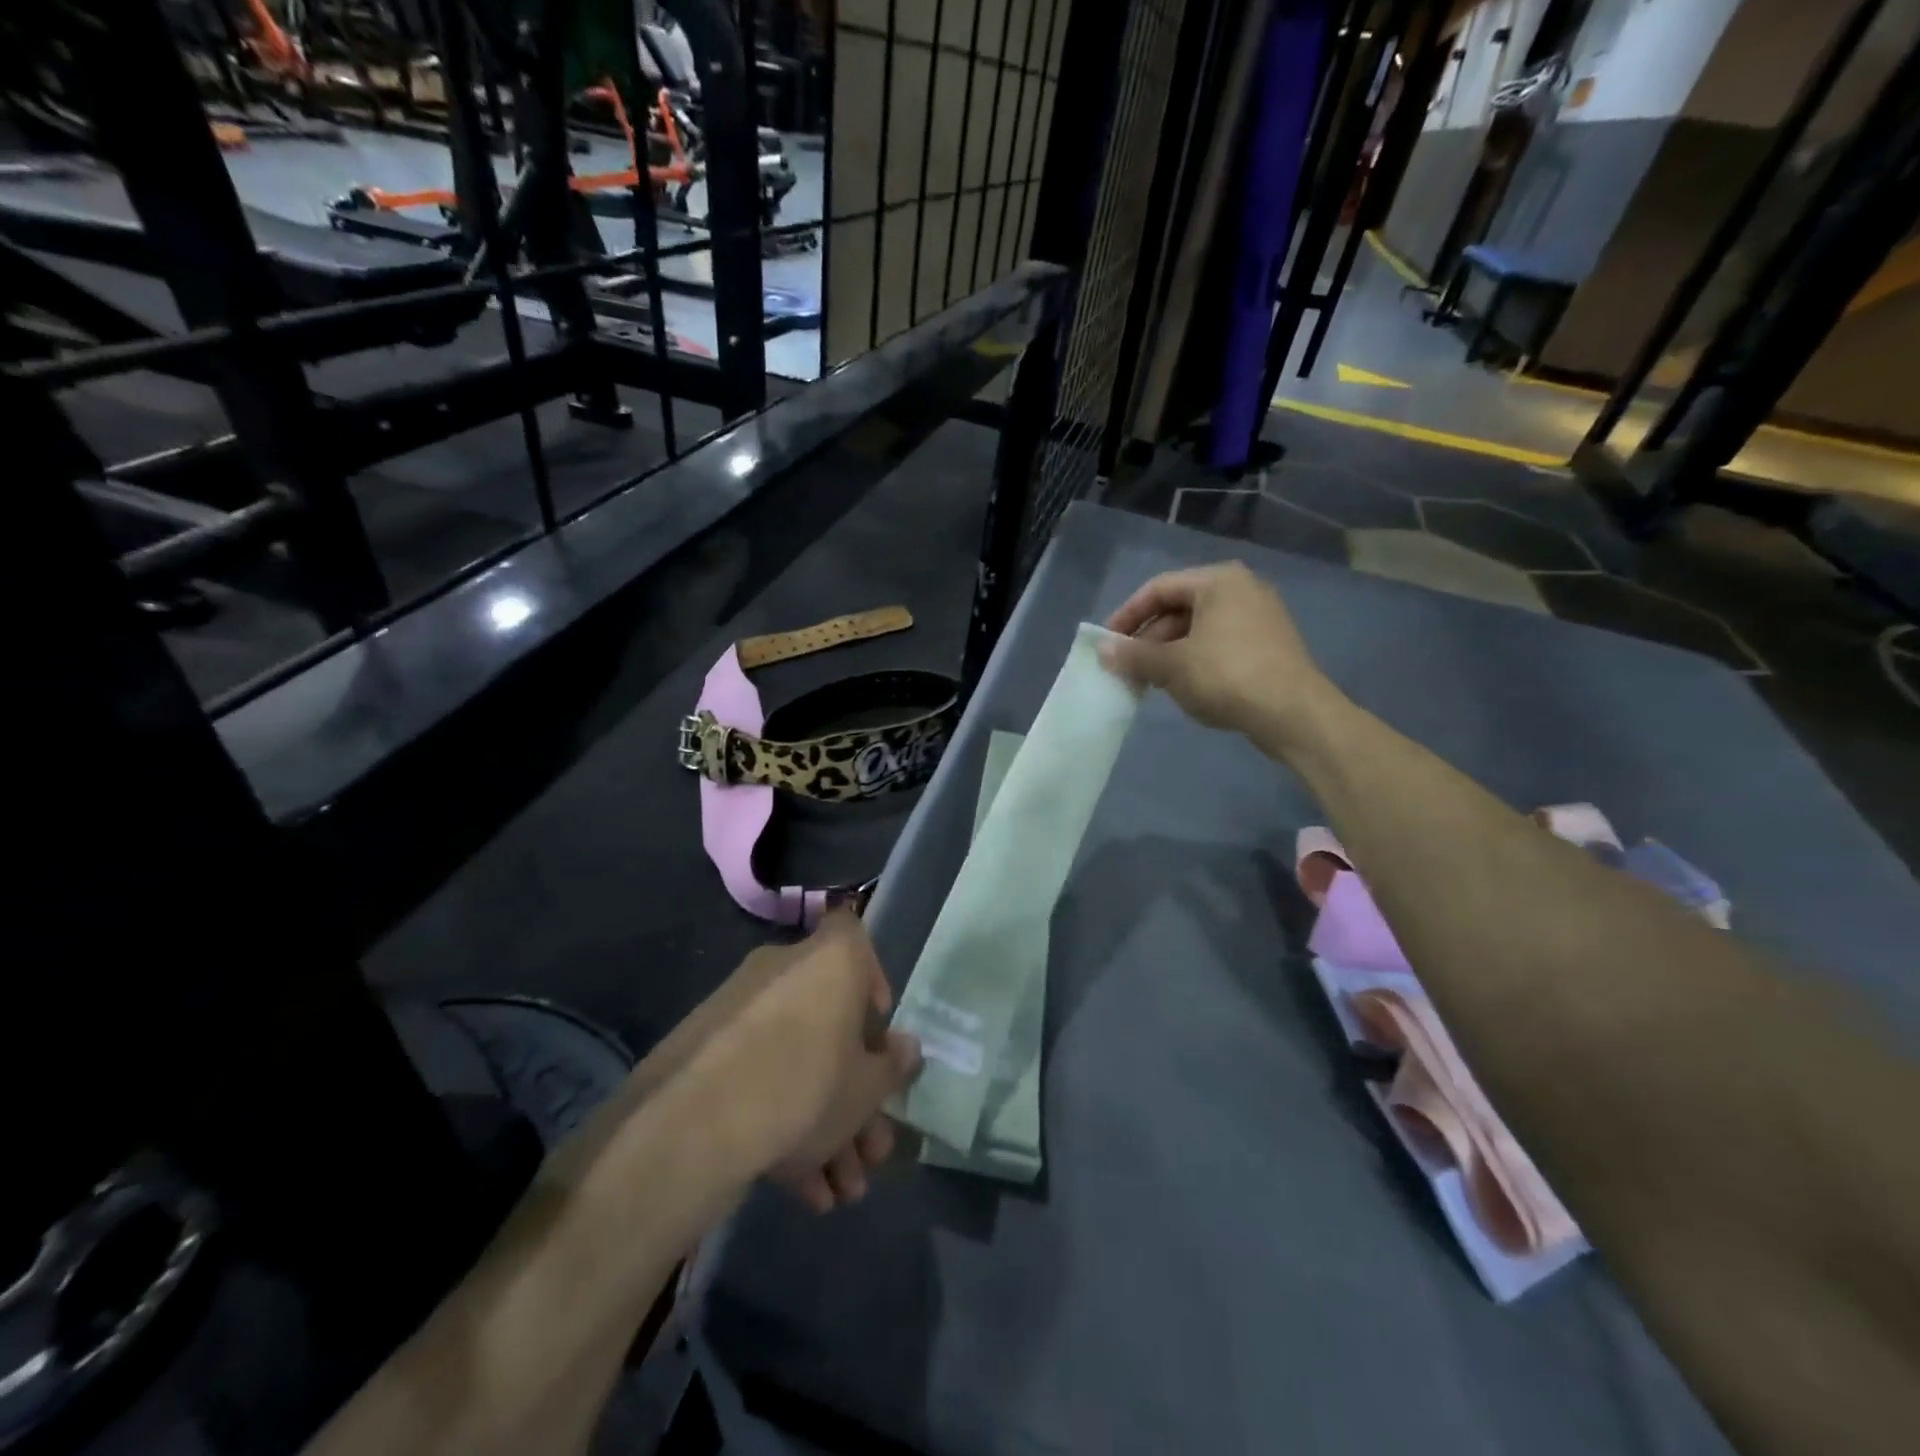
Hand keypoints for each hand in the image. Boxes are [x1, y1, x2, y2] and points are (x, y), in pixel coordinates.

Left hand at [682, 912, 921, 1211]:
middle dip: (855, 1092)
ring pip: (796, 1061)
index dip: (873, 978)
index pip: (855, 938)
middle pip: (830, 1023)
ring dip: (825, 1124)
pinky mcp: (704, 1053)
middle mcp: (783, 971)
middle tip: (872, 1149)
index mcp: (829, 960)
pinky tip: (804, 1191)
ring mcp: (739, 1011)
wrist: (695, 1125)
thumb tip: (905, 1048)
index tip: (878, 1028)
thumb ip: (893, 1065)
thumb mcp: (867, 1088)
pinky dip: (781, 1124)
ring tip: (843, 1192)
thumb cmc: (807, 1085)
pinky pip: (757, 1078)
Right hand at [1100, 561, 1337, 754]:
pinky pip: (1218, 644)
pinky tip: (1183, 687)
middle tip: (1126, 667)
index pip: (1158, 588)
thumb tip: (1101, 650)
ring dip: (1168, 653)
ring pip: (1198, 629)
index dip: (1127, 615)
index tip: (1106, 643)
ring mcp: (1259, 617)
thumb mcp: (1171, 665)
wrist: (1293, 713)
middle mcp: (1241, 589)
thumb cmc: (1226, 675)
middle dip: (1148, 639)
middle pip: (1179, 608)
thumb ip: (1133, 655)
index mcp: (1218, 581)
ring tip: (1150, 682)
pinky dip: (1194, 661)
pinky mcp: (1268, 645)